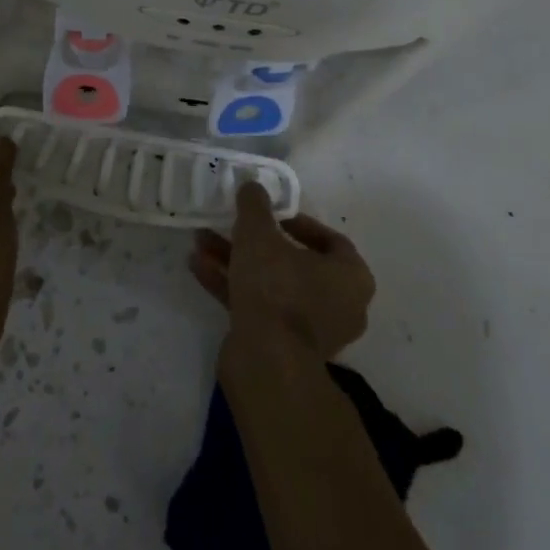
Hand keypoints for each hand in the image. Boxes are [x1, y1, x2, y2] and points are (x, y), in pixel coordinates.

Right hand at [191, 182, 375, 360]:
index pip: (329, 240)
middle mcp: (339, 306)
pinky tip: (197, 267)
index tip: (269, 214)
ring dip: (236, 261)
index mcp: (351, 278)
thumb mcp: (259, 234)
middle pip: (294, 262)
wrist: (267, 363)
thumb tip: (252, 186)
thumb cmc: (276, 288)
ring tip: (201, 241)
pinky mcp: (282, 348)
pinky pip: (258, 308)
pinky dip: (231, 287)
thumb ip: (255, 206)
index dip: (297, 222)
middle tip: (230, 224)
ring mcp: (311, 331)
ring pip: (271, 285)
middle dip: (255, 242)